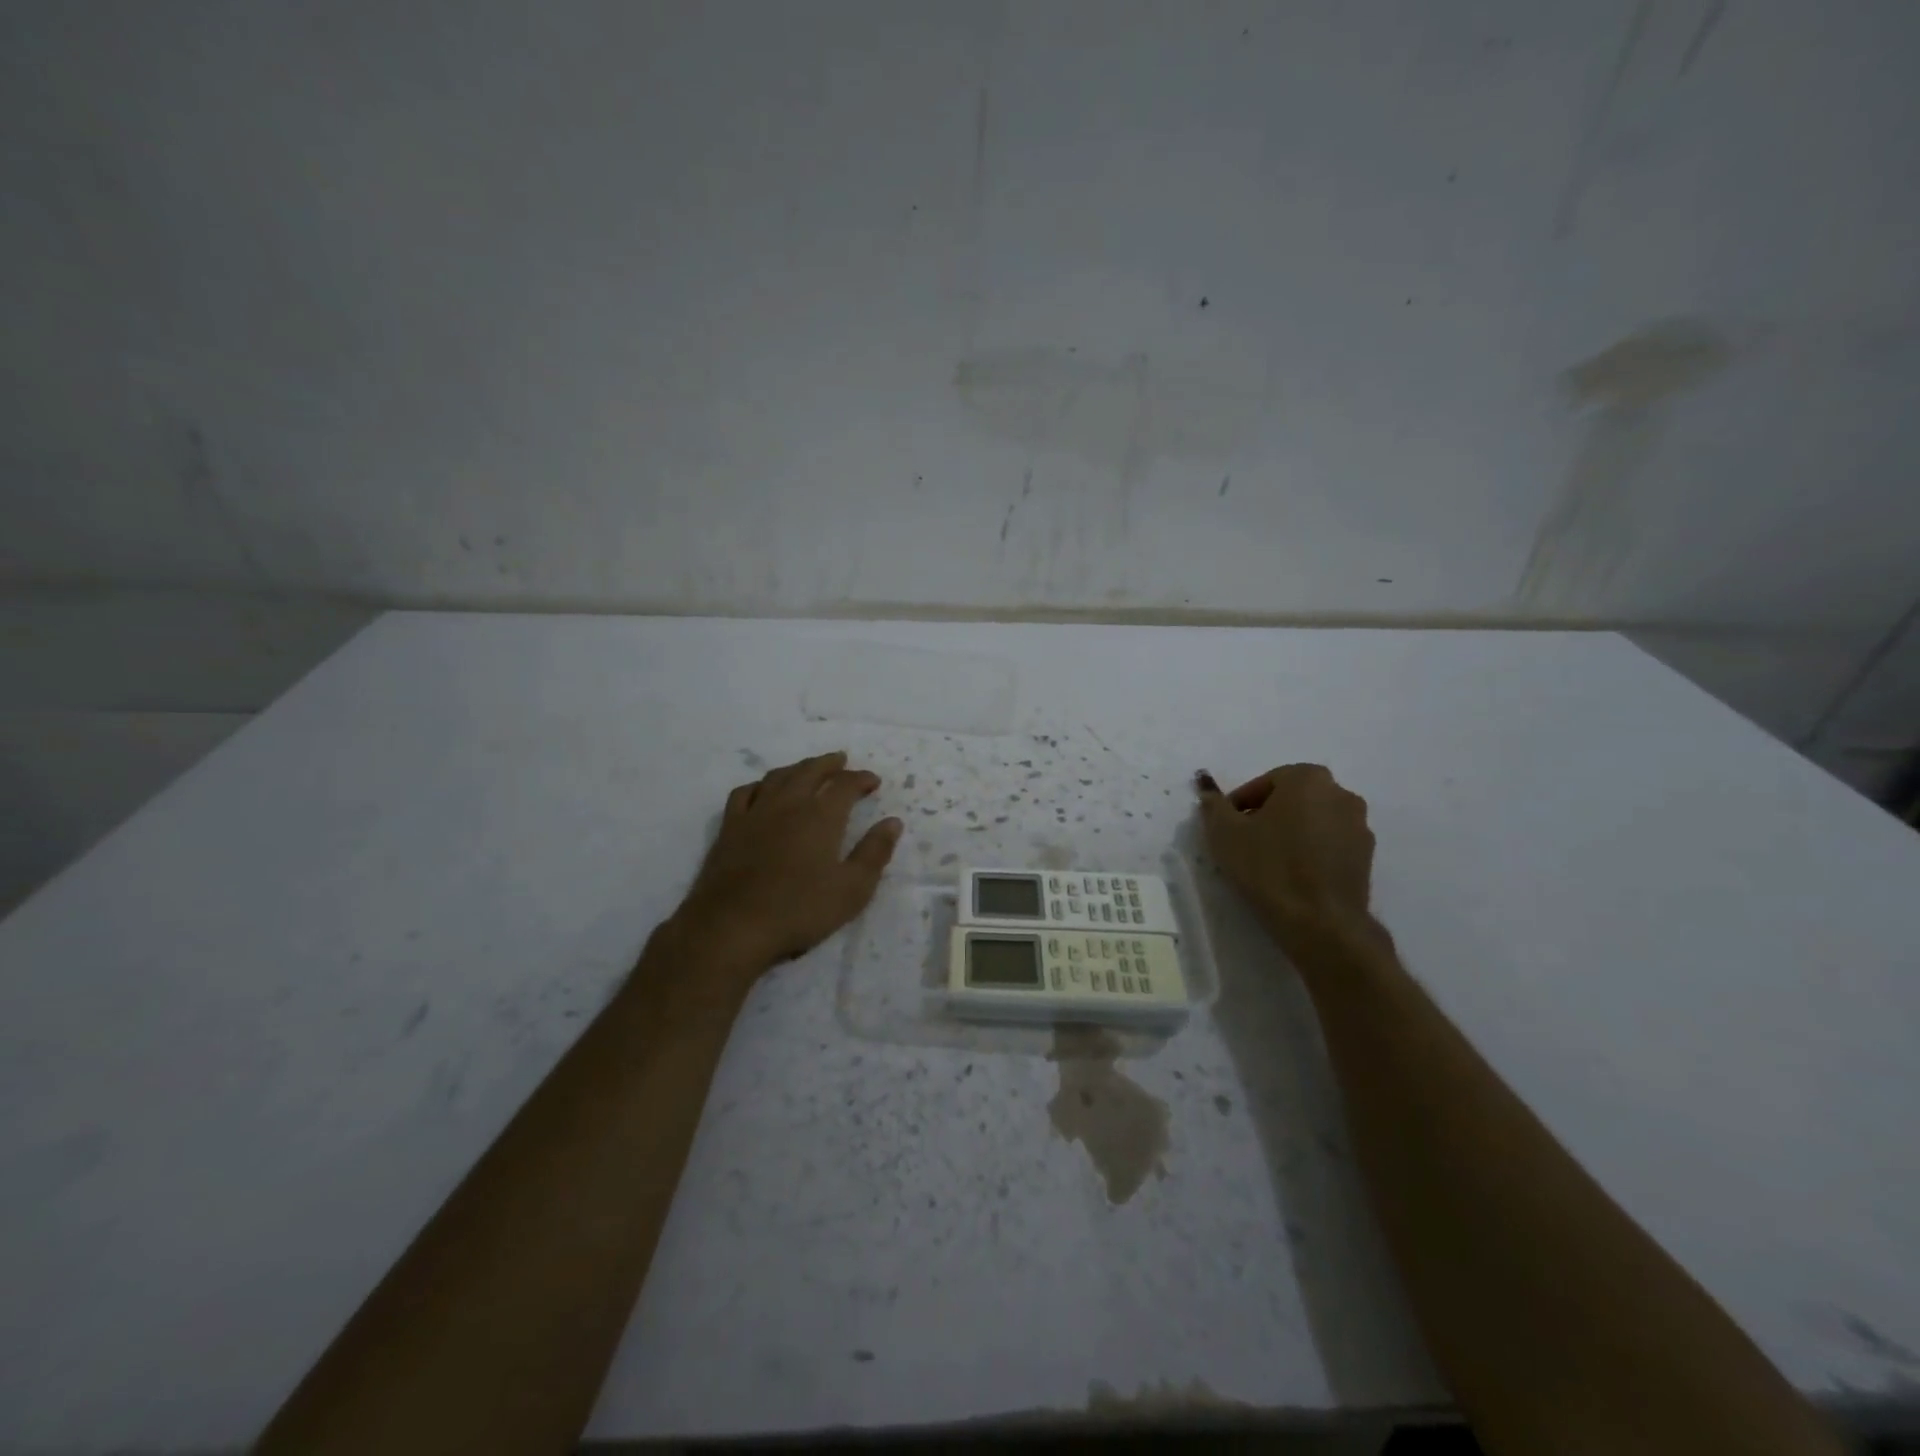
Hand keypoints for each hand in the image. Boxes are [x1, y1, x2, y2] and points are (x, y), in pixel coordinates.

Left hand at [671, 751, 902, 975]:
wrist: (732, 927)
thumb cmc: (799, 910)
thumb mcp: (852, 889)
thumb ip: (874, 852)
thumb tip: (893, 822)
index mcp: (821, 816)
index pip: (845, 785)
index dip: (861, 779)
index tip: (873, 781)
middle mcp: (788, 805)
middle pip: (810, 771)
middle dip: (829, 764)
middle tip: (841, 760)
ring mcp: (754, 814)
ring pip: (778, 777)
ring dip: (797, 768)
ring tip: (807, 769)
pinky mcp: (729, 829)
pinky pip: (744, 793)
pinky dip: (759, 785)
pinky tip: (762, 790)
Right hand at [1196, 764, 1379, 956]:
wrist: (1321, 922)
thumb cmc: (1269, 867)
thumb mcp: (1225, 833)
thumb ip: (1214, 806)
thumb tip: (1207, 789)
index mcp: (1307, 778)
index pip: (1264, 783)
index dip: (1240, 804)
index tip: (1226, 827)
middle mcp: (1340, 793)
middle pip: (1292, 798)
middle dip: (1267, 815)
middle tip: (1244, 841)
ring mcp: (1359, 825)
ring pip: (1313, 820)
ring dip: (1291, 832)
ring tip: (1268, 860)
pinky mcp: (1367, 855)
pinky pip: (1329, 843)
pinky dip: (1311, 850)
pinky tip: (1292, 874)